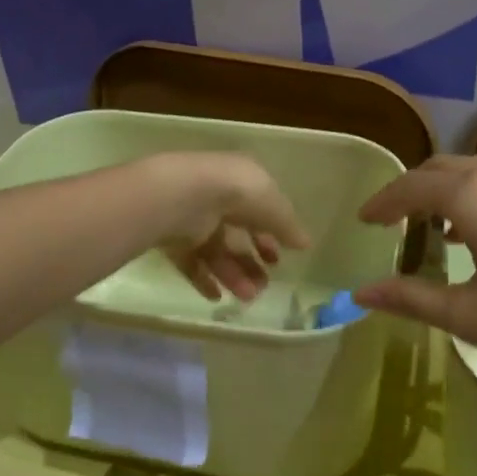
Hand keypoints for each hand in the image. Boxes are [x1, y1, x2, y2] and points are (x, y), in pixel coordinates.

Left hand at [137, 152, 310, 302]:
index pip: (258, 208)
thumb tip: (304, 243)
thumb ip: (287, 225)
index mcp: (240, 179)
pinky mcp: (172, 238)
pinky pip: (190, 262)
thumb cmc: (235, 192)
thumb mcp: (273, 205)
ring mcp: (192, 218)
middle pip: (237, 234)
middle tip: (264, 284)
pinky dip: (204, 279)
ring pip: (216, 252)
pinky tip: (217, 295)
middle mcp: (216, 197)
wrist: (182, 198)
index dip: (271, 233)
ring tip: (248, 296)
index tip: (279, 259)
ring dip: (234, 275)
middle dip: (252, 261)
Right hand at [352, 155, 476, 390]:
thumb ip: (412, 299)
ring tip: (425, 225)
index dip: (382, 203)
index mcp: (471, 197)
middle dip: (408, 190)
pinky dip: (469, 195)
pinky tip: (474, 232)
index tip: (361, 222)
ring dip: (440, 189)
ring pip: (470, 171)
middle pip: (438, 169)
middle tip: (387, 221)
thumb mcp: (471, 317)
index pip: (410, 188)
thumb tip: (360, 293)